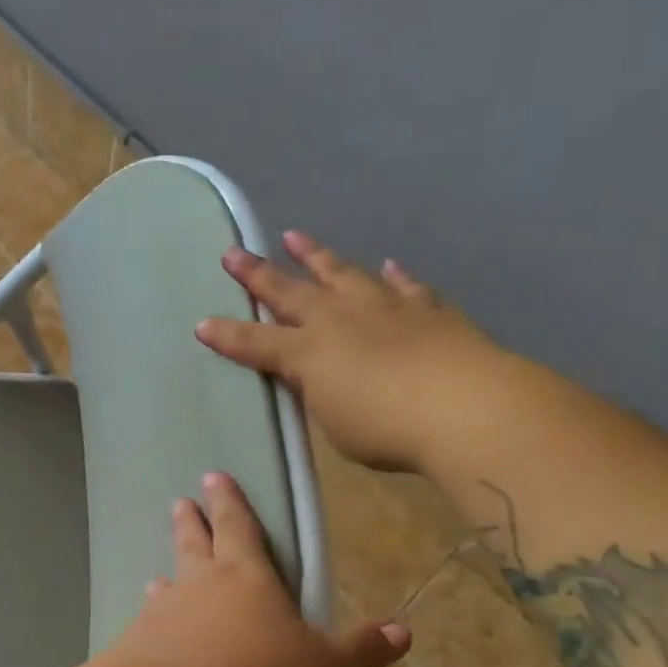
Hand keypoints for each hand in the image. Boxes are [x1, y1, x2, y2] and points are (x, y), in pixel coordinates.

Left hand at [113, 471, 409, 666]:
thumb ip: (359, 650)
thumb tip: (404, 630)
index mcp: (246, 576)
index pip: (238, 527)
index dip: (228, 501)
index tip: (213, 477)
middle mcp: (201, 583)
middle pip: (195, 543)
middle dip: (191, 522)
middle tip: (181, 502)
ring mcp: (165, 611)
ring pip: (168, 582)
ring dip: (168, 573)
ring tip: (159, 574)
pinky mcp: (139, 642)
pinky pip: (148, 621)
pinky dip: (151, 619)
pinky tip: (146, 627)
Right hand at [196, 230, 510, 471]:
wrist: (466, 408)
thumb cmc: (388, 429)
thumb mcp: (337, 425)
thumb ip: (321, 396)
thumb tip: (316, 379)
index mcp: (309, 353)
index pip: (255, 343)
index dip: (227, 336)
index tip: (202, 324)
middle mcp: (339, 319)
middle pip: (289, 291)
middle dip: (257, 274)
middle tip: (233, 253)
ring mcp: (383, 307)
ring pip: (341, 273)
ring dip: (316, 256)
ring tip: (296, 237)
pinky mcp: (426, 309)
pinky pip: (405, 286)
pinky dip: (394, 276)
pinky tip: (389, 266)